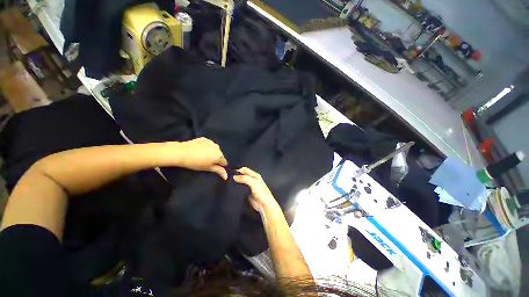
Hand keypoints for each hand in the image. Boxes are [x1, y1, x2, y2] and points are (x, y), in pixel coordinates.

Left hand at [171, 137, 227, 179]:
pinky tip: (199, 150)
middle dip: (216, 158)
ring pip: (215, 149)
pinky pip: (209, 144)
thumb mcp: (207, 168)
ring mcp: (211, 142)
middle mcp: (218, 148)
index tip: (213, 167)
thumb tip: (226, 176)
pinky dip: (207, 147)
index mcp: (219, 155)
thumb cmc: (195, 163)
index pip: (224, 162)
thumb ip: (219, 171)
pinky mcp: (205, 139)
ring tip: (202, 155)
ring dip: (212, 152)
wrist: (181, 153)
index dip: (220, 165)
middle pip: (220, 155)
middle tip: (206, 162)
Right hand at [233, 167, 279, 213]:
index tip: (231, 173)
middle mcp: (252, 180)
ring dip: (236, 182)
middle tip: (229, 178)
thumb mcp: (253, 183)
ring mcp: (249, 187)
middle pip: (242, 175)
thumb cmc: (262, 193)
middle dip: (236, 176)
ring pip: (241, 182)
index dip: (238, 170)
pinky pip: (240, 189)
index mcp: (255, 175)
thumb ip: (244, 179)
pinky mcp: (246, 193)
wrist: (264, 205)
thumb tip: (234, 177)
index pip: (245, 169)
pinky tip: (232, 189)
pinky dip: (236, 189)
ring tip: (229, 183)